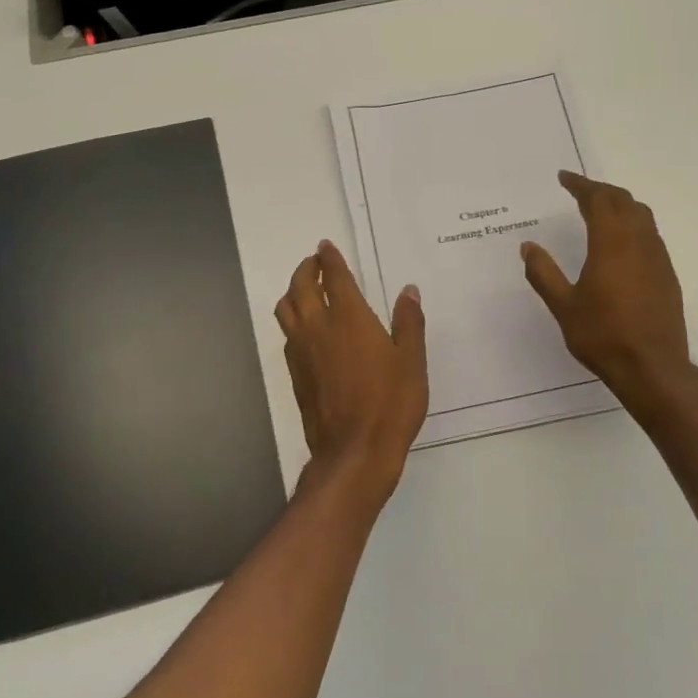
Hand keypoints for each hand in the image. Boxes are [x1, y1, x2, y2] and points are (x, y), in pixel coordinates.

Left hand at [275, 241, 427, 503]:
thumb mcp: (411, 361)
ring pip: (286, 309)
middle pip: (300, 287)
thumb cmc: (390, 403)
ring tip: (304, 289)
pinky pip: (287, 335)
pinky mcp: (295, 374)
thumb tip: (408, 291)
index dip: (329, 259)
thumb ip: (408, 322)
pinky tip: (305, 329)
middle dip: (306, 269)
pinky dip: (292, 320)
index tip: (325, 246)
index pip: (334, 277)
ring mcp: (301, 351)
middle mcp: (318, 327)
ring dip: (292, 291)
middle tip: (315, 262)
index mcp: (349, 318)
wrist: (354, 451)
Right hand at [521, 172, 692, 406]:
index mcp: (611, 244)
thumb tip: (528, 246)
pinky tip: (620, 241)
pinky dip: (632, 223)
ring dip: (620, 204)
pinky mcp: (667, 273)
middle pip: (623, 201)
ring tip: (599, 208)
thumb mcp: (563, 306)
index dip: (580, 185)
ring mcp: (657, 257)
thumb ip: (544, 273)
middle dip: (600, 190)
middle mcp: (639, 242)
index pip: (598, 200)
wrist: (653, 367)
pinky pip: (650, 234)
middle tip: (579, 190)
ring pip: (641, 215)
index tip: (564, 177)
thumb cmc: (603, 335)